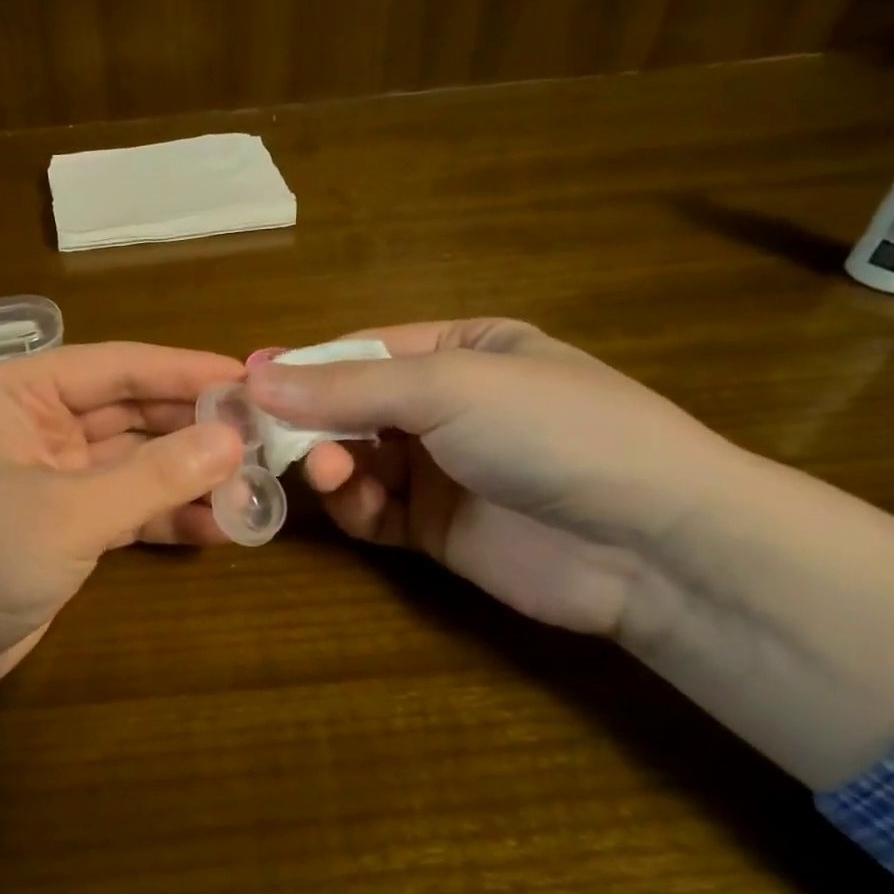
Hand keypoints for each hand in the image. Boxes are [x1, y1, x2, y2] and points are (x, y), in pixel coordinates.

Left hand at [0, 343, 244, 796]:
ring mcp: (47, 482)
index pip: (117, 367)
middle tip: (266, 439)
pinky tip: (218, 529)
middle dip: (194, 429)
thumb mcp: (67, 513)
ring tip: (255, 487)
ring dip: (186, 478)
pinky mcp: (57, 531)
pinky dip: (164, 518)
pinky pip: (122, 511)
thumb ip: (153, 475)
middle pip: (129, 415)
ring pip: (131, 466)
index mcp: (18, 394)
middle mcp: (33, 428)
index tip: (253, 381)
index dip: (186, 372)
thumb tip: (232, 439)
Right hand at [248, 318, 893, 786]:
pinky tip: (352, 503)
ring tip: (325, 471)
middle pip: (347, 407)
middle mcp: (444, 406)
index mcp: (459, 350)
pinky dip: (352, 506)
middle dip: (309, 422)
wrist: (648, 544)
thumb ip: (344, 386)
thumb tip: (252, 374)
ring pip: (352, 460)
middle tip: (265, 439)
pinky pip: (371, 510)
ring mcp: (438, 469)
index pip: (358, 351)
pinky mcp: (433, 528)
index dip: (301, 368)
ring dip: (328, 464)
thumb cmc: (551, 431)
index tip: (246, 386)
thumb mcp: (446, 389)